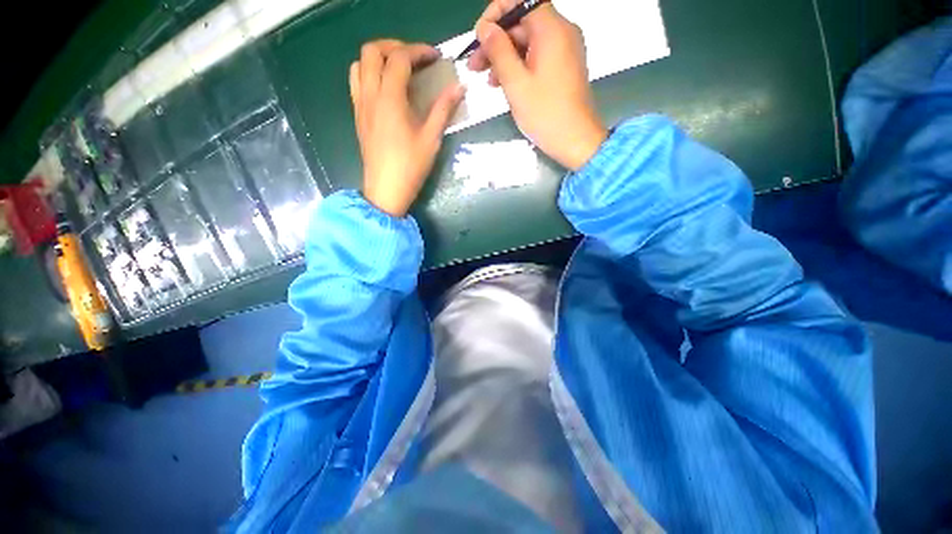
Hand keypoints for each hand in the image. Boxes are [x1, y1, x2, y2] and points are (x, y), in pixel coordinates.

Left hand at [350, 40, 465, 216]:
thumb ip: (443, 109)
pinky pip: (357, 82)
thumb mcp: (431, 139)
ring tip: (398, 70)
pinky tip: (387, 90)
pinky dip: (370, 74)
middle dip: (395, 46)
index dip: (419, 51)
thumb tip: (459, 88)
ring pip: (360, 64)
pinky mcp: (358, 116)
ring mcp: (360, 105)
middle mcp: (370, 95)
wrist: (386, 190)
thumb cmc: (410, 166)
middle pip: (372, 51)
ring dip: (378, 58)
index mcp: (389, 99)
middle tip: (415, 58)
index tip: (436, 57)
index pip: (400, 58)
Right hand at [468, 1, 606, 170]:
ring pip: (528, 42)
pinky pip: (537, 57)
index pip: (521, 1)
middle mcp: (562, 32)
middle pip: (523, 23)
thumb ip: (498, 51)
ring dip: (505, 57)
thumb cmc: (545, 114)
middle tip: (475, 66)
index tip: (479, 37)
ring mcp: (565, 51)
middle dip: (496, 41)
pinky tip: (504, 84)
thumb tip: (484, 28)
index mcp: (552, 29)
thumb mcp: (516, 83)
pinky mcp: (564, 68)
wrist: (575, 141)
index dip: (496, 14)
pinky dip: (519, 66)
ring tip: (487, 80)